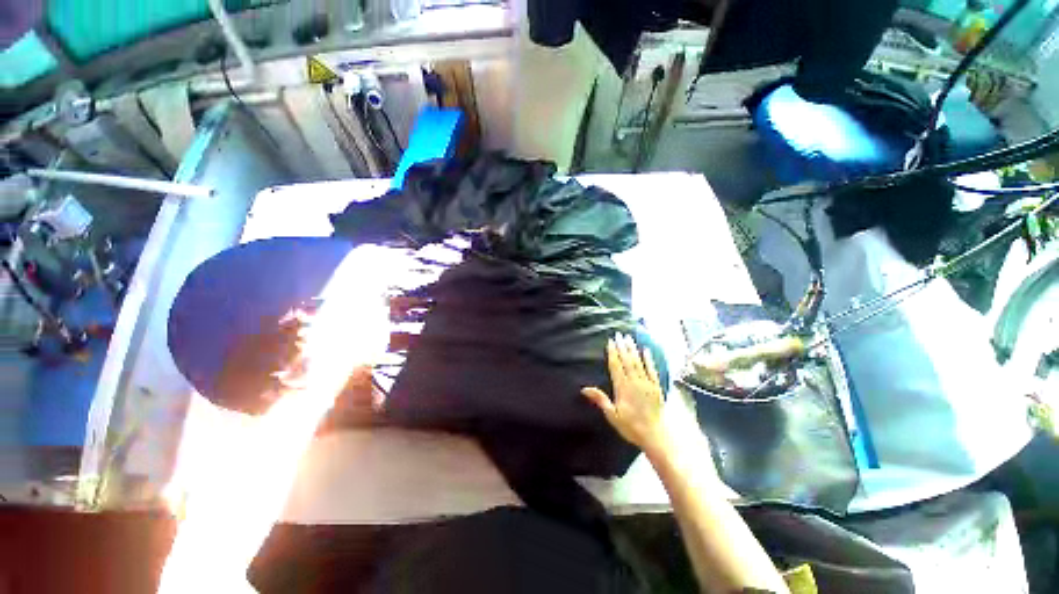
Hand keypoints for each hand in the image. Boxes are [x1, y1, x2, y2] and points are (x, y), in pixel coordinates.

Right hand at [583, 333, 669, 456]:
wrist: (655, 435)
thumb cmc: (630, 426)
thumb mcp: (612, 415)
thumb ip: (600, 399)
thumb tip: (584, 388)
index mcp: (622, 388)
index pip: (616, 366)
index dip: (613, 353)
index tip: (610, 341)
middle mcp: (634, 382)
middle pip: (627, 361)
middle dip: (622, 346)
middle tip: (619, 334)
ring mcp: (647, 383)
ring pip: (638, 362)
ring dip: (633, 349)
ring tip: (629, 337)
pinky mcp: (656, 387)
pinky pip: (652, 370)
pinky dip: (649, 359)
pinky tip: (646, 350)